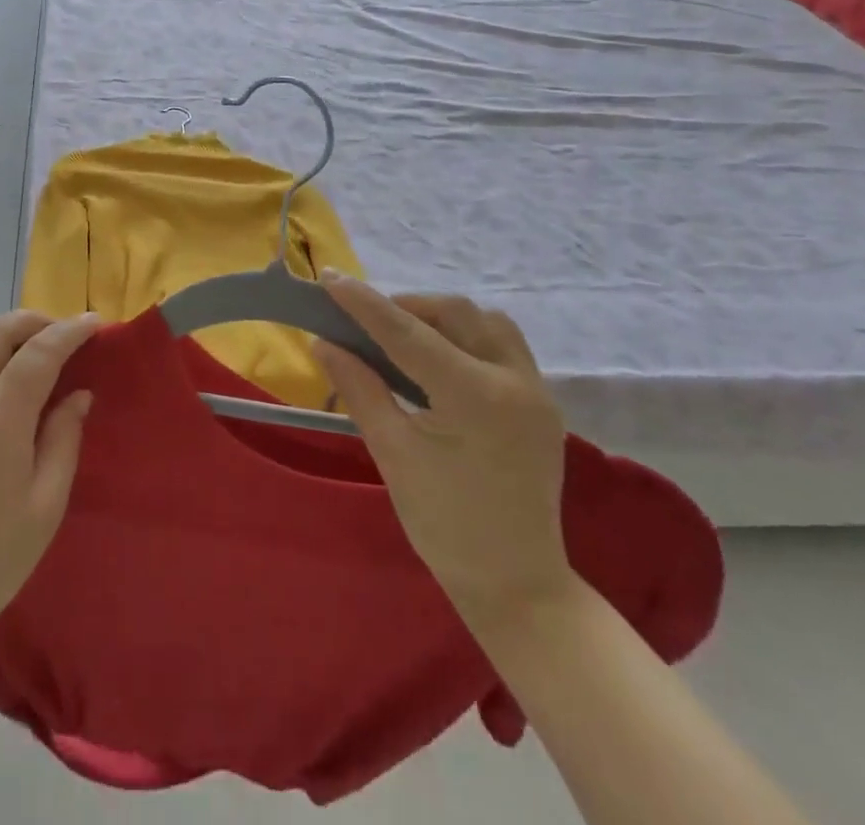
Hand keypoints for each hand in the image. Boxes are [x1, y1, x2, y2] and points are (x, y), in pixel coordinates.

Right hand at [316, 276, 572, 627]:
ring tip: (403, 334)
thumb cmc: (445, 525)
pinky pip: (503, 344)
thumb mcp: (393, 453)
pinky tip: (440, 357)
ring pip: (486, 321)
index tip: (329, 279)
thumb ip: (360, 388)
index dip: (365, 303)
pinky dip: (466, 335)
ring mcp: (536, 391)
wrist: (517, 585)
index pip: (409, 333)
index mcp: (476, 398)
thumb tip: (323, 342)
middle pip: (456, 313)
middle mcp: (515, 381)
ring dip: (441, 316)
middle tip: (364, 321)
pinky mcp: (541, 403)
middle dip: (405, 306)